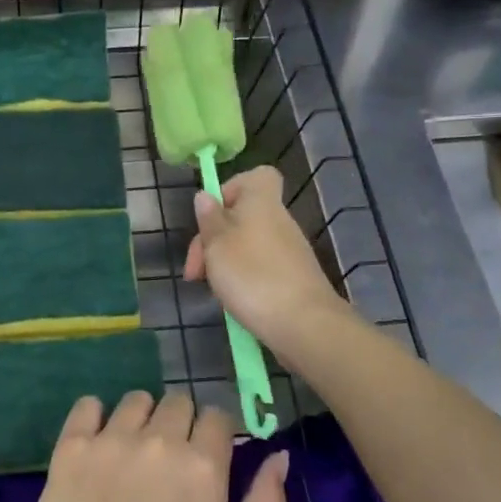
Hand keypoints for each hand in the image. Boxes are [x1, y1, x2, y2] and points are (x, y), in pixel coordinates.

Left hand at [24, 391, 287, 501]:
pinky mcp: (73, 444)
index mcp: (203, 465)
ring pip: (136, 400)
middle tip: (170, 461)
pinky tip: (98, 442)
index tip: (206, 457)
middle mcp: (159, 439)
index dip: (215, 434)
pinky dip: (95, 416)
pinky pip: (88, 404)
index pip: (217, 416)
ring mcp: (112, 438)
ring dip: (141, 418)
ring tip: (133, 453)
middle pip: (178, 401)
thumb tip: (279, 455)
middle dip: (180, 424)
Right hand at [183, 165, 348, 349]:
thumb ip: (209, 219)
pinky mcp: (293, 279)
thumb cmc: (252, 276)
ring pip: (248, 245)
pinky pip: (260, 268)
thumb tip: (205, 195)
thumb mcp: (217, 245)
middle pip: (243, 217)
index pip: (256, 176)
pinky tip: (234, 302)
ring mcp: (289, 252)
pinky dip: (243, 280)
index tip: (212, 215)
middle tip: (195, 271)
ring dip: (225, 263)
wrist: (304, 325)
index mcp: (261, 203)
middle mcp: (279, 221)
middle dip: (213, 240)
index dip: (231, 189)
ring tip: (213, 290)